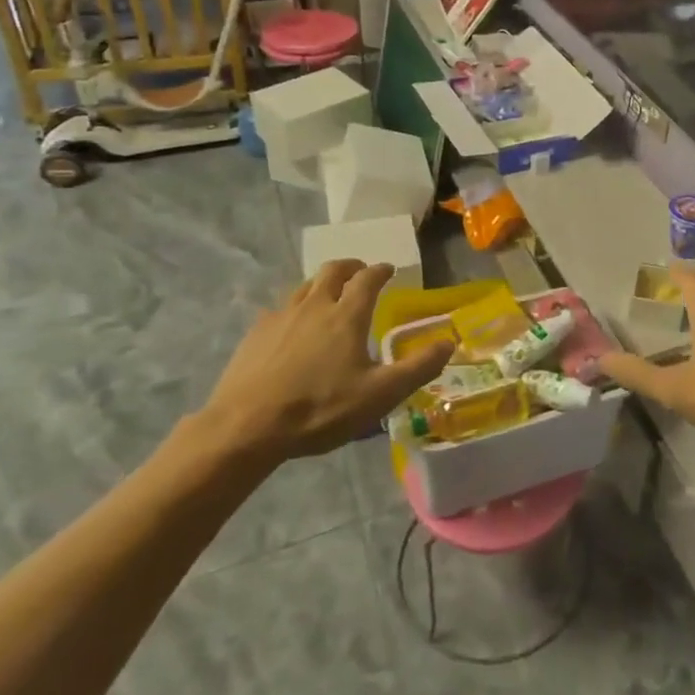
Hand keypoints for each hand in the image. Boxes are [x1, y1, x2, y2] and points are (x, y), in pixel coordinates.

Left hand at [196, 260, 452, 469]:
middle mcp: (315, 305)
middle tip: (360, 273)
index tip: (388, 270)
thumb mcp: (380, 395)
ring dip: (322, 283)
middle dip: (351, 267)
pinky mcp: (255, 333)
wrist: (245, 427)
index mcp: (347, 315)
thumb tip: (449, 342)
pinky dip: (296, 307)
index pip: (368, 278)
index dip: (381, 271)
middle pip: (333, 270)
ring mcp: (281, 316)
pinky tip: (294, 328)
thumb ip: (418, 367)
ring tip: (329, 296)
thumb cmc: (320, 409)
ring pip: (305, 286)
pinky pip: (281, 308)